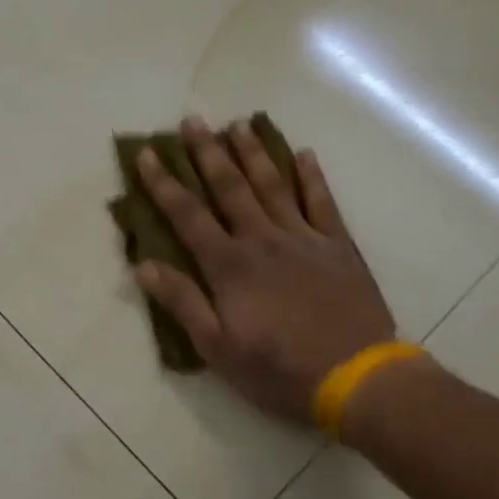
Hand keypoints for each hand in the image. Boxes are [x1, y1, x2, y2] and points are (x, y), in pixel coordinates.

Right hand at [132, 117, 395, 425]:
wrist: (355, 377)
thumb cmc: (278, 369)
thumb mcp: (217, 348)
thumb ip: (182, 302)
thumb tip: (143, 265)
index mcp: (229, 266)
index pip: (188, 216)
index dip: (164, 184)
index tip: (147, 154)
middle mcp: (262, 240)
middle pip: (230, 188)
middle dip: (207, 153)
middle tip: (192, 121)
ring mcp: (304, 239)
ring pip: (273, 186)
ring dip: (254, 153)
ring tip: (239, 125)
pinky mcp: (338, 246)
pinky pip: (322, 202)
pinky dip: (311, 177)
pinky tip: (303, 154)